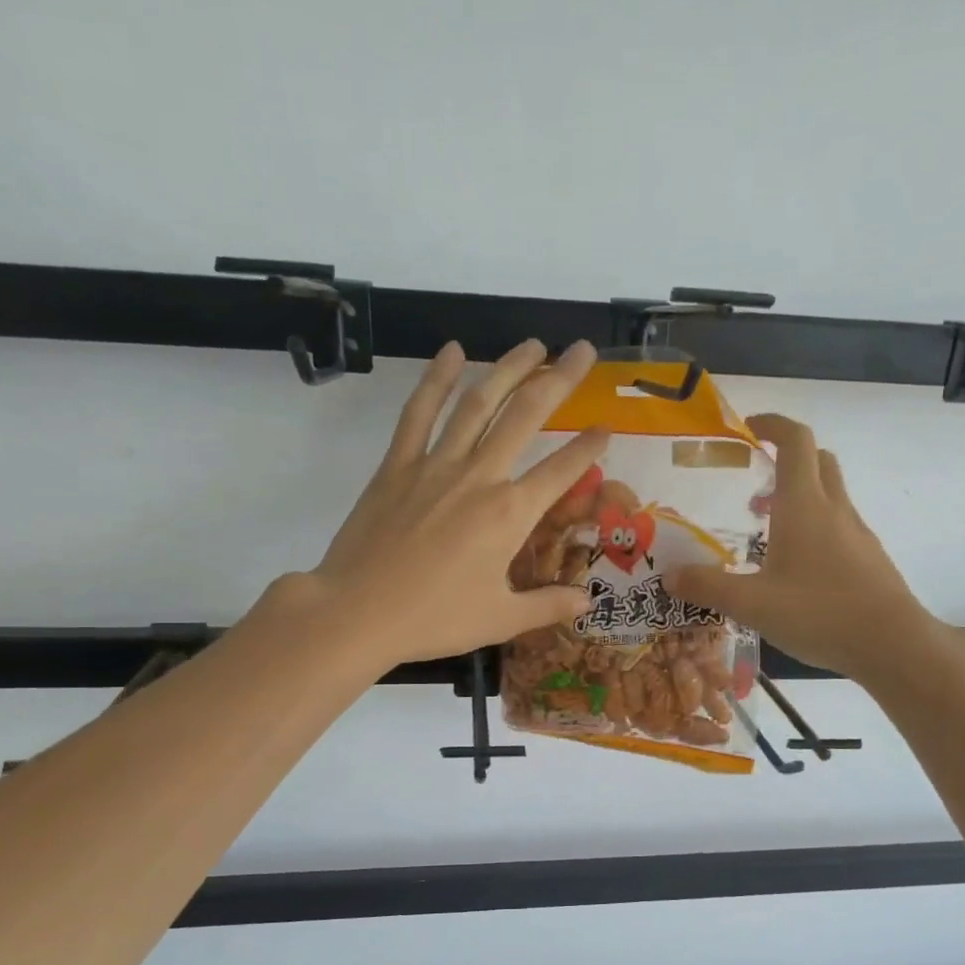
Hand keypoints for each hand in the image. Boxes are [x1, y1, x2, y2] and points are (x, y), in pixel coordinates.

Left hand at [273, 338, 608, 669]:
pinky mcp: (398, 465)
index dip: (589, 447)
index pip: (562, 471)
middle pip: (526, 416)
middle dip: (559, 379)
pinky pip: (419, 413)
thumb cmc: (434, 619)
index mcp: (510, 514)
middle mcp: (479, 477)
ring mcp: (436, 465)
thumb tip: (587, 601)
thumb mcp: (500, 619)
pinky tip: (452, 352)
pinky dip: (435, 379)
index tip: (607, 427)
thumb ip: (548, 605)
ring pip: (478, 402)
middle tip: (582, 350)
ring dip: (508, 368)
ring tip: (532, 345)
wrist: (357, 612)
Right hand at [667, 414, 945, 683]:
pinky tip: (796, 569)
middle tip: (755, 485)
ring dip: (800, 498)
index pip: (795, 440)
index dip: (772, 424)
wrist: (892, 644)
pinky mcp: (868, 558)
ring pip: (830, 495)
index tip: (748, 428)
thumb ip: (708, 587)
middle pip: (817, 460)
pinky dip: (815, 529)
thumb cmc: (819, 612)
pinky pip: (839, 527)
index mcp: (804, 505)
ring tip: (766, 532)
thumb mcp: (752, 604)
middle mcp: (834, 509)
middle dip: (787, 460)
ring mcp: (857, 533)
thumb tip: (669, 575)